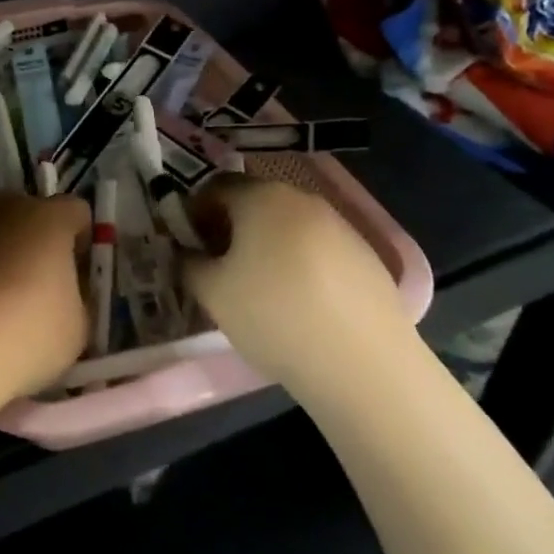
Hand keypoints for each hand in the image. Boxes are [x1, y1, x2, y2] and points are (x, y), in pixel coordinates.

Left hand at [0, 192, 91, 398]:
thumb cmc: (22, 336)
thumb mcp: (75, 328)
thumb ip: (74, 296)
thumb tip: (61, 289)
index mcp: (48, 218)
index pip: (75, 212)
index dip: (77, 240)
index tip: (72, 273)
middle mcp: (3, 202)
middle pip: (25, 214)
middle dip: (28, 243)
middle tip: (23, 289)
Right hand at [183, 176, 416, 402]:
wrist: (365, 365)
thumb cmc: (274, 317)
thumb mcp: (212, 293)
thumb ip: (188, 263)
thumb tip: (187, 253)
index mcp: (261, 197)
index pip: (214, 188)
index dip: (194, 213)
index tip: (188, 246)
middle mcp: (301, 199)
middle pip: (253, 202)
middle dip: (229, 227)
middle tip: (217, 266)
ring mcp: (340, 225)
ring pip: (287, 225)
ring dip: (265, 245)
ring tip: (258, 287)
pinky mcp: (366, 256)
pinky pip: (317, 248)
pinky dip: (298, 262)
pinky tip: (298, 302)